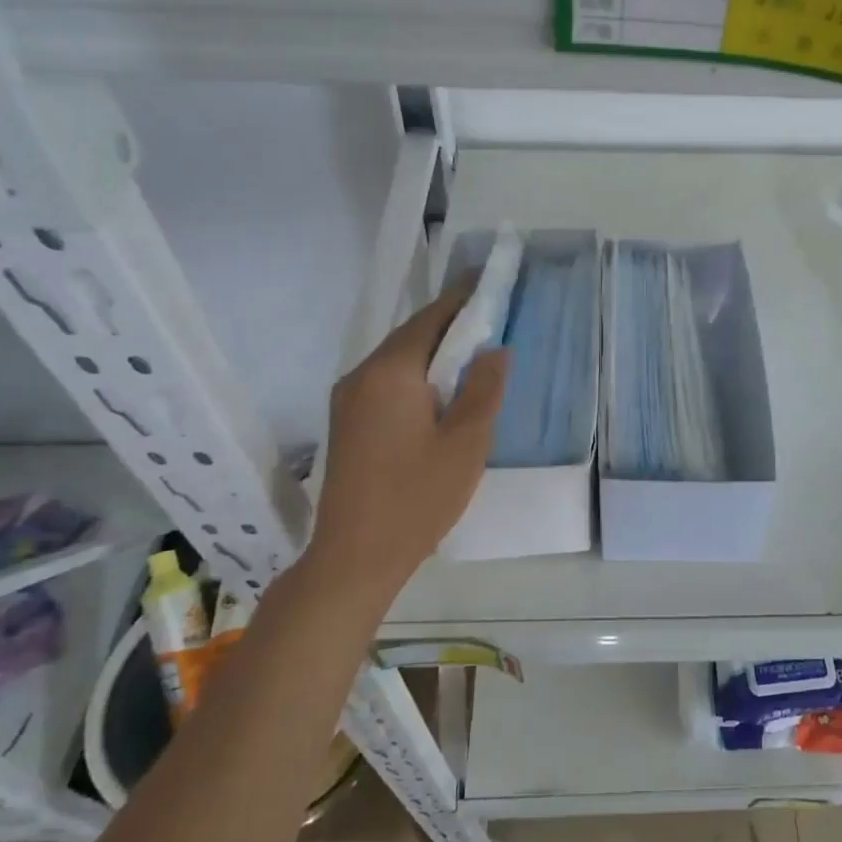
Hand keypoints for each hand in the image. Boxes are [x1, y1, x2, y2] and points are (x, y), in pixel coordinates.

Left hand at [307, 285, 507, 598]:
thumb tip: (495, 350)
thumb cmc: (418, 498)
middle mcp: (361, 376)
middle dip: (449, 326)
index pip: (430, 319)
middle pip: (410, 336)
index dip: (462, 300)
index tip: (488, 285)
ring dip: (432, 354)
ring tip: (471, 357)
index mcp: (390, 373)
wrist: (354, 557)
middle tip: (489, 322)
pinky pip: (386, 383)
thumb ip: (484, 389)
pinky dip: (416, 377)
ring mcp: (347, 400)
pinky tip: (439, 394)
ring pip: (397, 361)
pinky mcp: (346, 423)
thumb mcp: (466, 443)